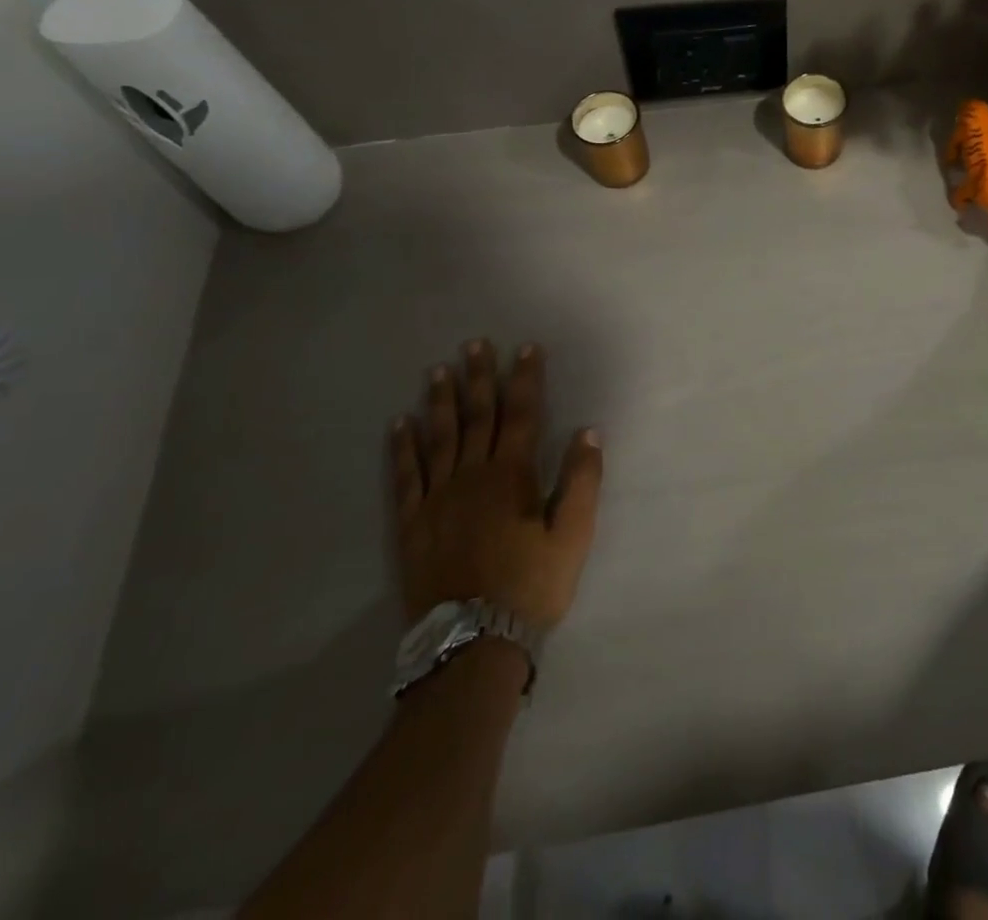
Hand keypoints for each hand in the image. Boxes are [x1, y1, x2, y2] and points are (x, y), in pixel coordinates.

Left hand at [389, 341, 603, 631]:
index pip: (522, 413)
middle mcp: (472, 475)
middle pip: (477, 416)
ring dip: (441, 401)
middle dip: (479, 377)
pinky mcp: (412, 523)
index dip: (526, 378)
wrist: (473, 643)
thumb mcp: (574, 535)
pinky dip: (403, 447)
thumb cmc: (532, 585)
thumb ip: (582, 480)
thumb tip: (587, 430)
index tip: (526, 348)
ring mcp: (437, 498)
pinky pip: (405, 475)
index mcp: (512, 475)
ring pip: (439, 437)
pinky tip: (400, 424)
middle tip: (474, 344)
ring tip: (438, 371)